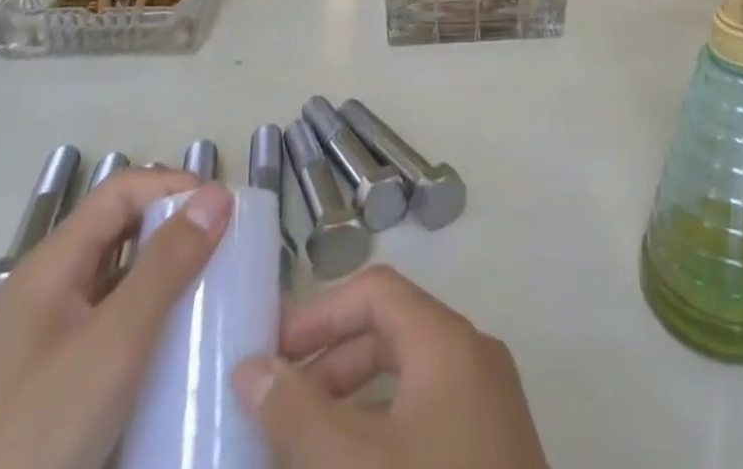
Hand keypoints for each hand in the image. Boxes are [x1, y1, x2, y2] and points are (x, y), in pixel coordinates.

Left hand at [0, 171, 232, 468]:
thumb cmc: (35, 438)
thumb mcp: (113, 346)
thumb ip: (166, 265)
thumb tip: (218, 193)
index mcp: (52, 266)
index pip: (122, 191)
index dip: (174, 187)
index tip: (225, 213)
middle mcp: (47, 291)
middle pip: (121, 231)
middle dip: (177, 231)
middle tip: (229, 252)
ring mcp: (47, 342)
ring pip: (119, 282)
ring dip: (167, 277)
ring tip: (216, 295)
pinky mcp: (53, 387)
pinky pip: (112, 328)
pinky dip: (150, 322)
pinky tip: (179, 350)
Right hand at [233, 266, 548, 468]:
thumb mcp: (354, 465)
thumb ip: (297, 414)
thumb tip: (248, 368)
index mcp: (446, 340)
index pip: (376, 291)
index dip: (321, 314)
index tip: (272, 355)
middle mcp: (472, 355)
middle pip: (391, 331)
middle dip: (331, 363)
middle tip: (280, 408)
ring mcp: (489, 402)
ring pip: (409, 377)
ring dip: (354, 400)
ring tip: (305, 445)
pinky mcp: (494, 446)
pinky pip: (429, 412)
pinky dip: (386, 429)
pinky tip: (353, 467)